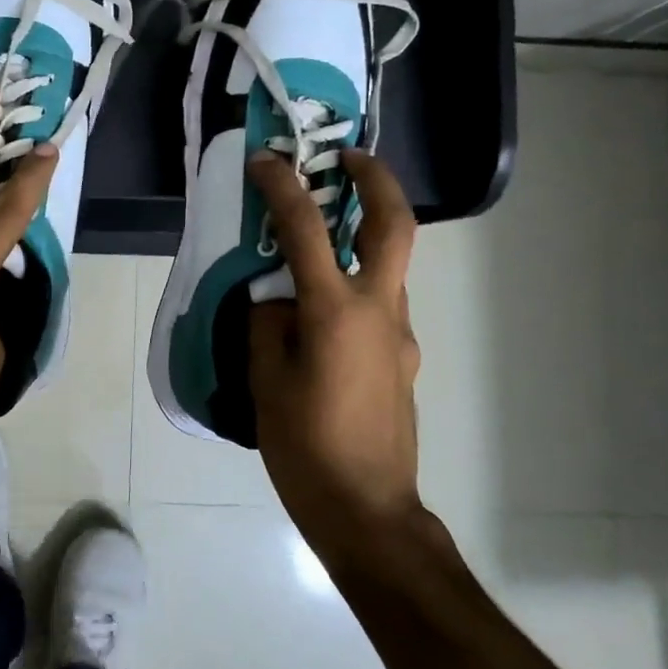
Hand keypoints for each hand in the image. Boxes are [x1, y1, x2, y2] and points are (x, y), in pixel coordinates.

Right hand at [248, 148, 422, 553]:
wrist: (368, 511)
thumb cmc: (306, 448)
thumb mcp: (265, 381)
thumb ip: (267, 324)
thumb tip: (274, 298)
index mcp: (336, 313)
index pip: (308, 231)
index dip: (283, 188)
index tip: (265, 160)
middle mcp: (380, 311)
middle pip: (395, 226)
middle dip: (376, 180)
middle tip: (348, 157)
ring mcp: (400, 335)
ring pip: (388, 266)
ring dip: (362, 236)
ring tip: (316, 240)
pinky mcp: (402, 358)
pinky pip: (378, 305)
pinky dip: (353, 286)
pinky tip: (319, 315)